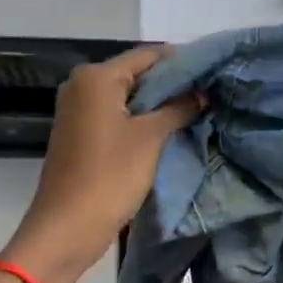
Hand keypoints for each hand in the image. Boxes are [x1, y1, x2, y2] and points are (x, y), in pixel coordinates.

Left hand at [1, 48, 201, 282]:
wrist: (67, 228)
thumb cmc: (109, 176)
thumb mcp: (151, 138)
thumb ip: (180, 108)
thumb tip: (203, 93)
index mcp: (96, 77)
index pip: (148, 55)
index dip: (183, 61)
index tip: (215, 70)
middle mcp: (82, 85)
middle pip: (138, 74)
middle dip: (173, 83)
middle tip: (211, 92)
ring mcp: (79, 110)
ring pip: (129, 97)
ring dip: (160, 103)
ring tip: (198, 109)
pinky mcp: (82, 134)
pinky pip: (119, 116)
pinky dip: (143, 120)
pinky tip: (171, 128)